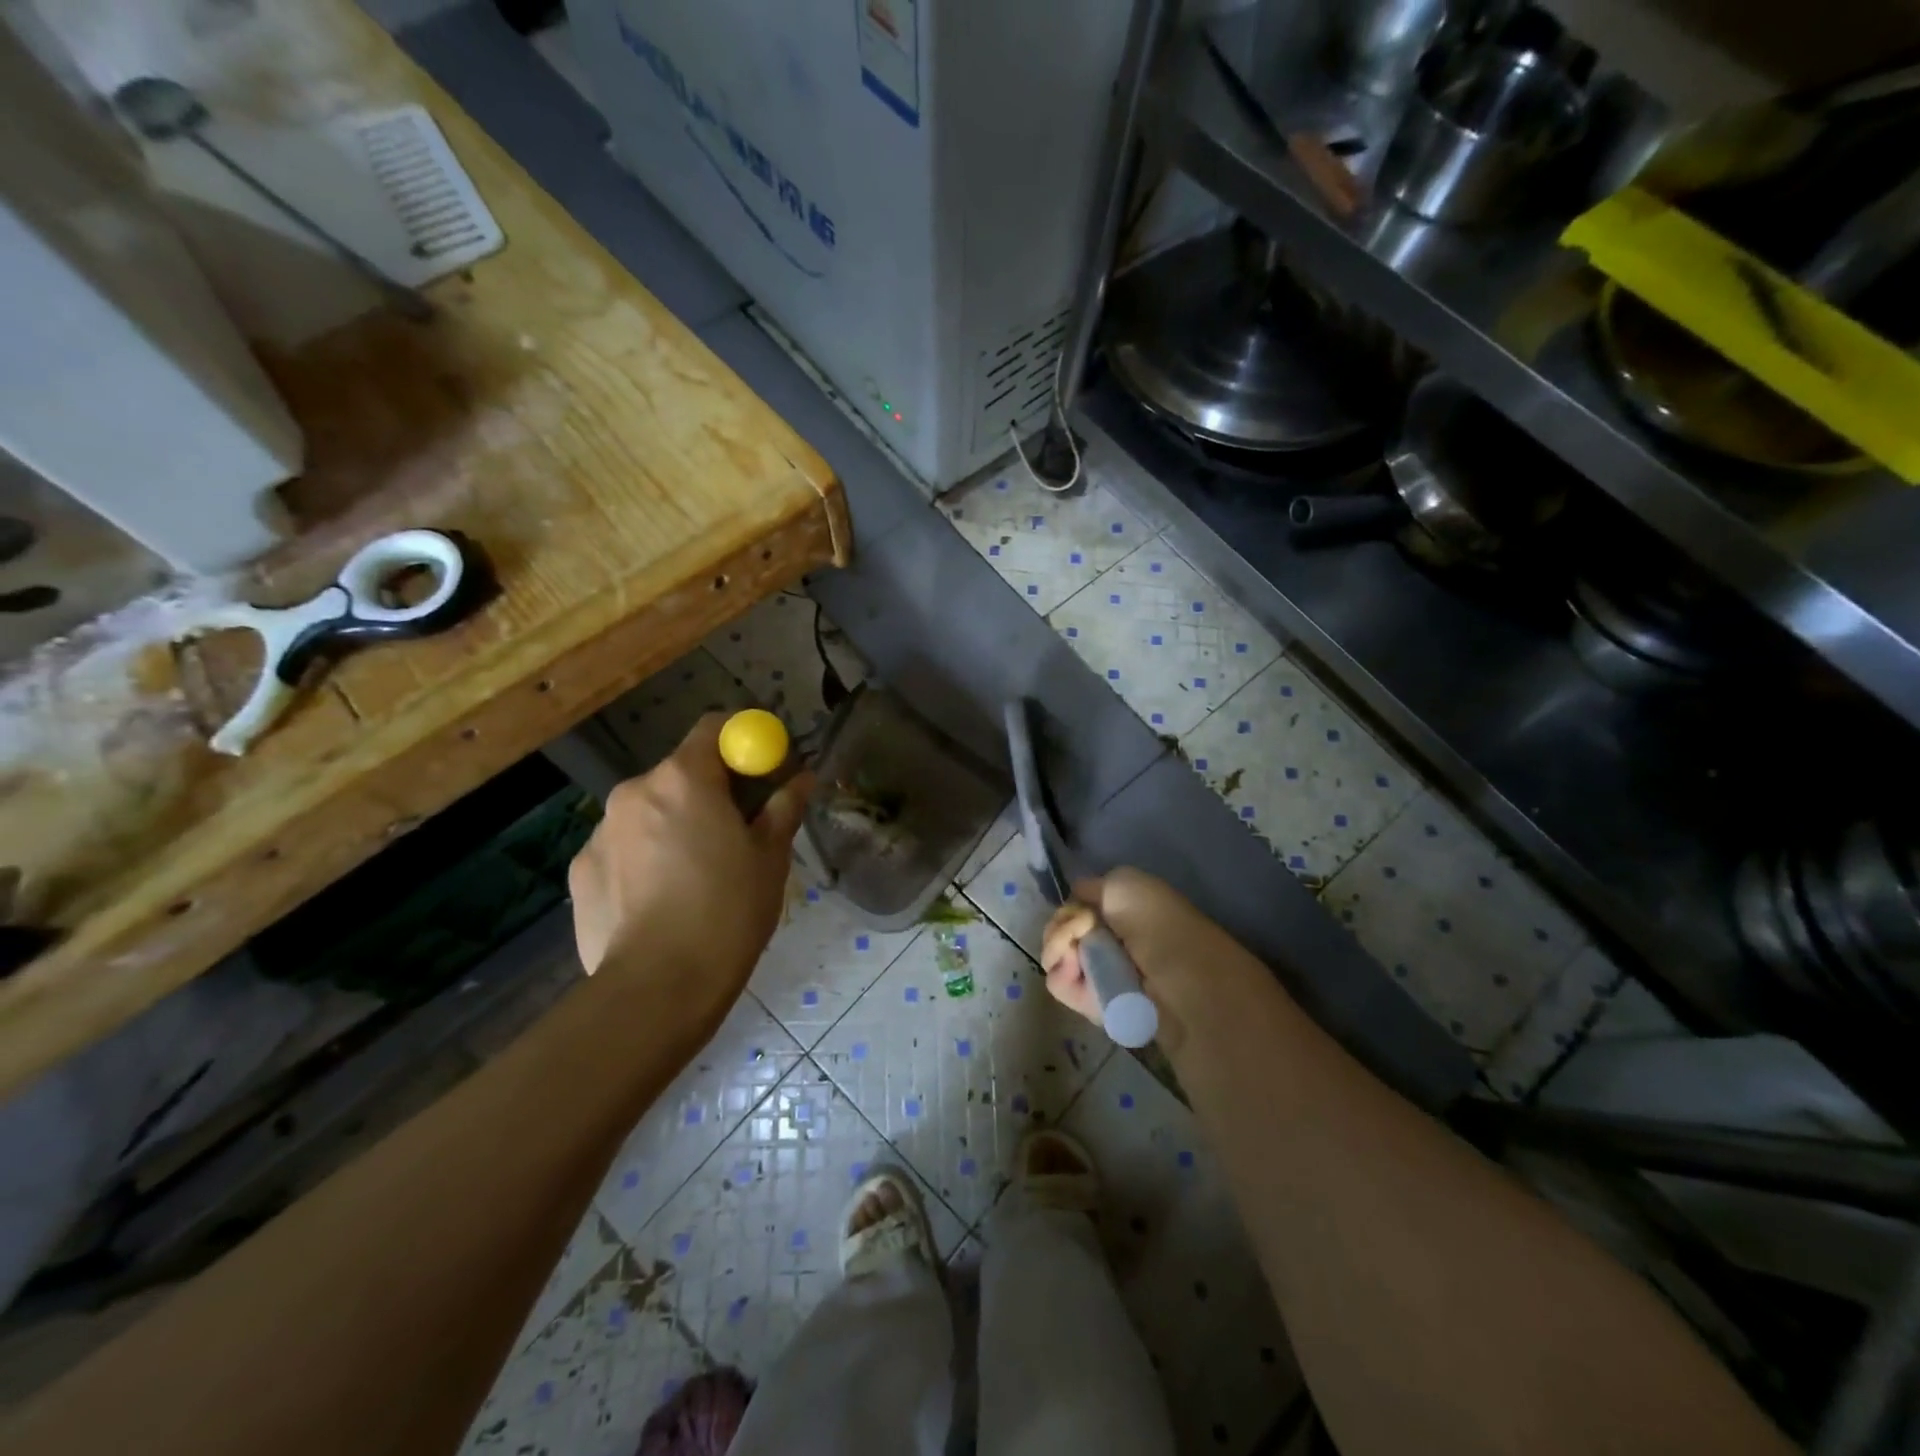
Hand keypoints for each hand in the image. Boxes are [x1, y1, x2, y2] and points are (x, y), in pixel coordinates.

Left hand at [568, 714, 810, 998]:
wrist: (658, 988)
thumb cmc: (728, 912)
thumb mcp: (770, 858)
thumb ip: (784, 807)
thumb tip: (802, 778)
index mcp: (684, 779)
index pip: (714, 728)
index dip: (742, 743)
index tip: (762, 772)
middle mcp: (634, 791)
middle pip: (679, 773)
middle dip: (709, 792)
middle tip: (735, 834)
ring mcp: (599, 831)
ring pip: (648, 812)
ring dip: (673, 826)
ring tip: (694, 878)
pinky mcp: (580, 870)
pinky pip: (622, 848)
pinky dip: (643, 860)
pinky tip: (659, 903)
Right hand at [1041, 868, 1252, 1052]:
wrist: (1177, 976)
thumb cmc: (1155, 920)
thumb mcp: (1123, 882)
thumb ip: (1091, 887)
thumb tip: (1075, 900)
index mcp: (1116, 914)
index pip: (1073, 908)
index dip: (1069, 907)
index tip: (1080, 910)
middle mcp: (1104, 942)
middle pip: (1059, 931)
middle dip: (1060, 927)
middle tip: (1079, 930)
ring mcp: (1095, 973)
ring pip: (1054, 956)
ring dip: (1057, 947)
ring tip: (1075, 952)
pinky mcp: (1089, 1003)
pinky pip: (1058, 984)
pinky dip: (1061, 972)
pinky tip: (1074, 968)